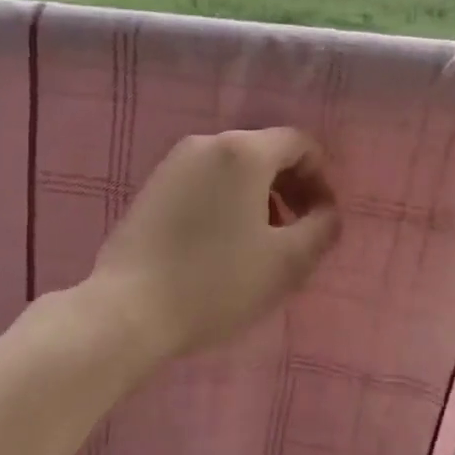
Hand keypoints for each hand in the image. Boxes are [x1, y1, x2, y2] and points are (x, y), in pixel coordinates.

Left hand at [90, 128, 341, 360]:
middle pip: (266, 152)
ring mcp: (173, 164)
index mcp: (244, 152)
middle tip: (298, 232)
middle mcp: (207, 143)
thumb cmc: (216, 282)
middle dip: (291, 187)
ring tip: (262, 244)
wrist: (128, 311)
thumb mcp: (287, 262)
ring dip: (260, 197)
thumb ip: (322, 228)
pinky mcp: (151, 188)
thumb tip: (326, 212)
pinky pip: (205, 182)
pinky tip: (222, 245)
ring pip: (234, 169)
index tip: (322, 219)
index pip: (300, 143)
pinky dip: (227, 202)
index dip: (321, 178)